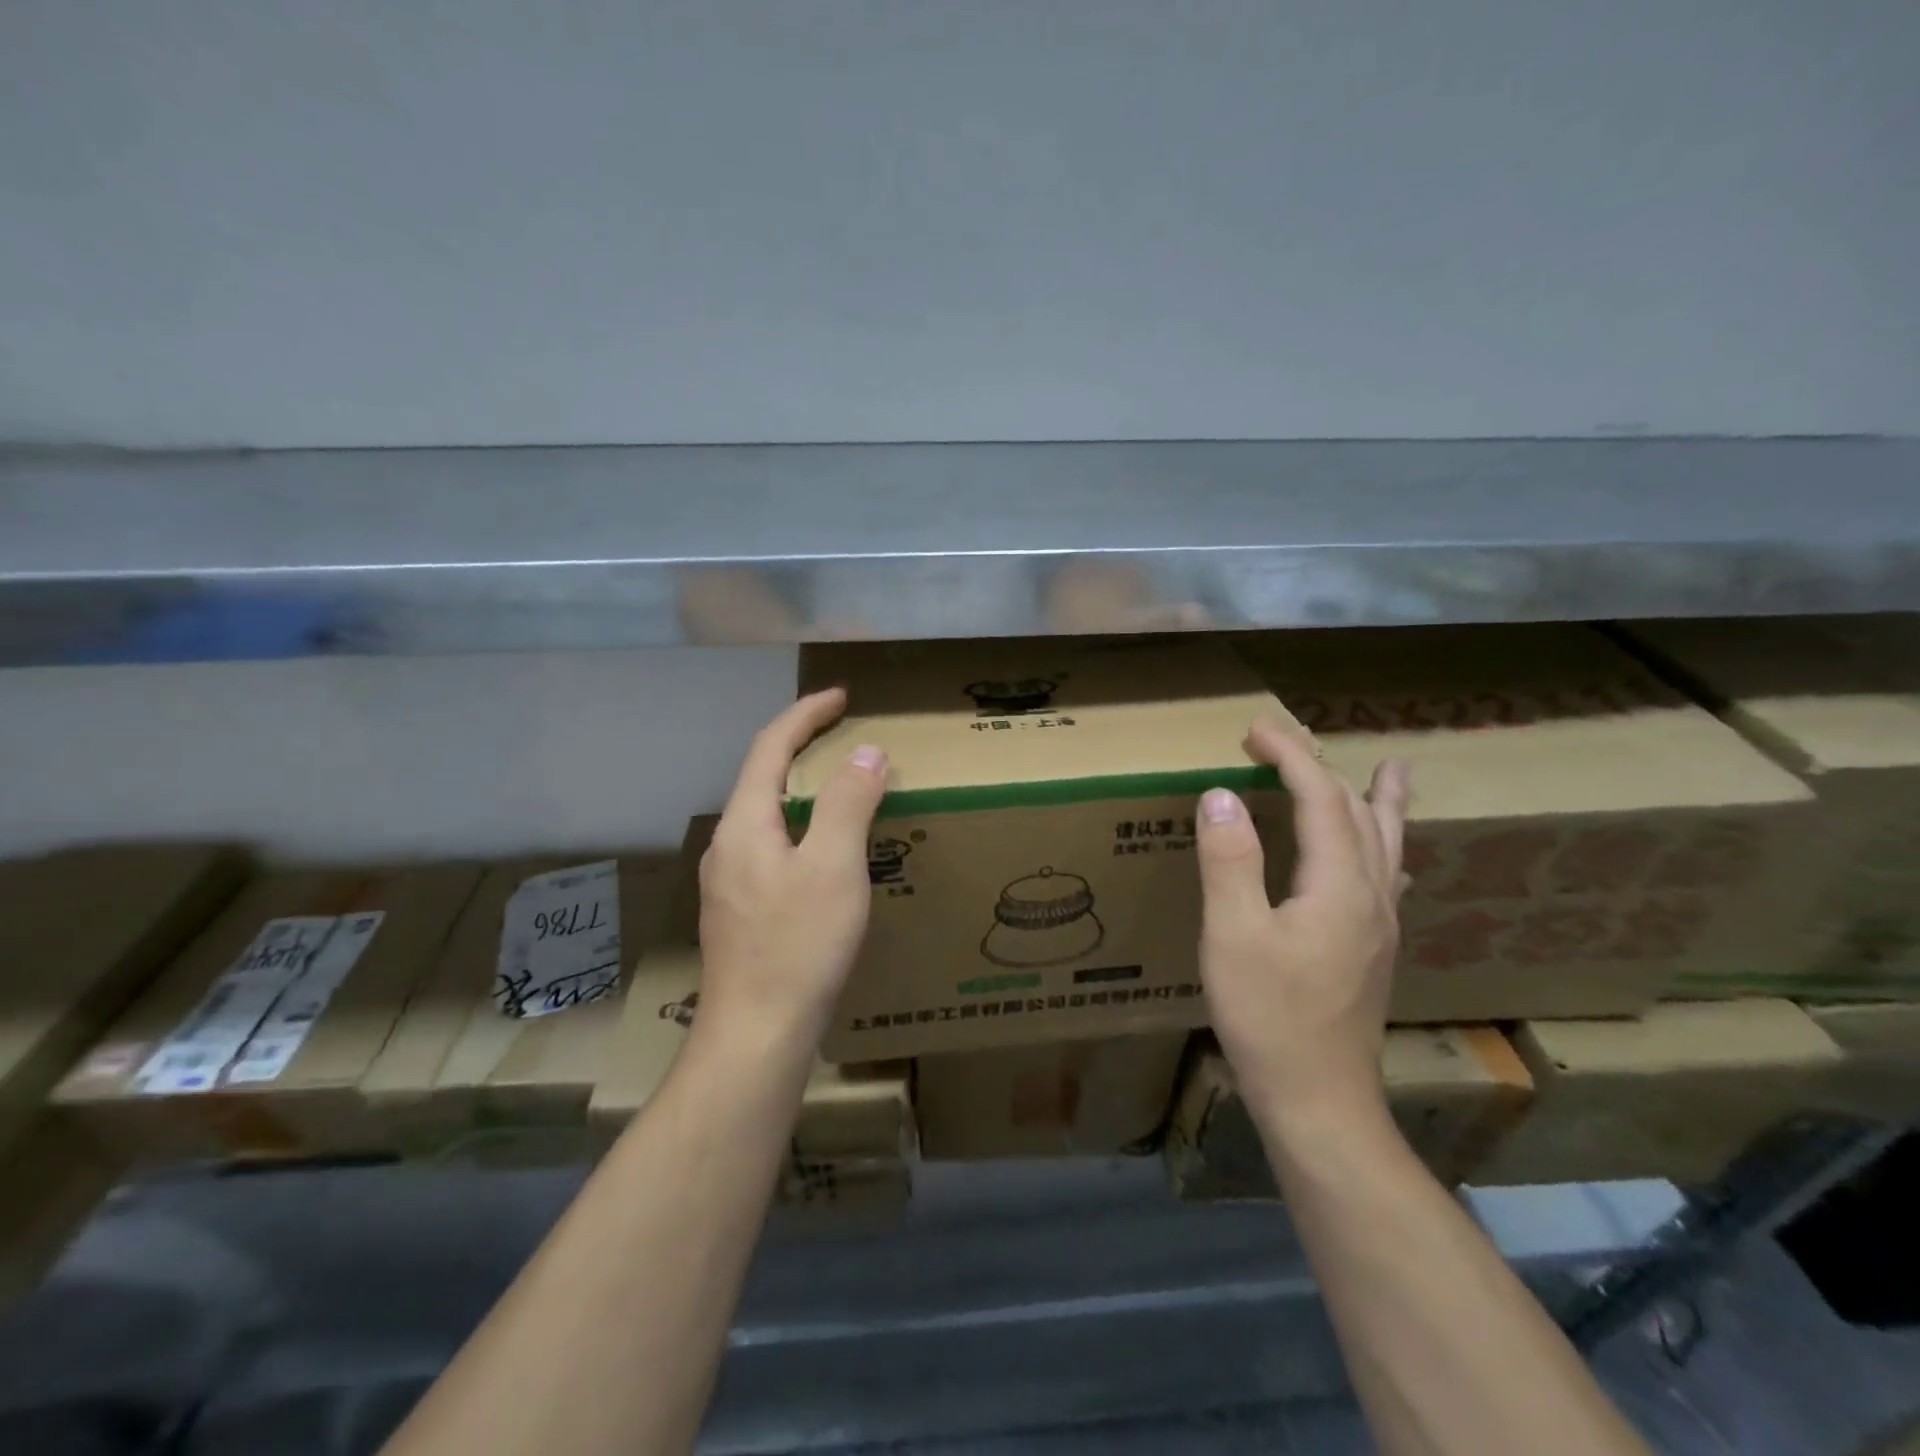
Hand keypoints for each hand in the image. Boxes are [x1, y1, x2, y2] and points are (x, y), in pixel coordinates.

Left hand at [697, 688, 887, 1047]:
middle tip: (844, 732)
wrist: (756, 1036)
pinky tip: (824, 850)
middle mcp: (727, 844)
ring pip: (766, 814)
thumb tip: (866, 751)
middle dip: (802, 745)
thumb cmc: (798, 946)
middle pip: (762, 776)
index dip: (805, 714)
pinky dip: (800, 825)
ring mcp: (728, 880)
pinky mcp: (740, 909)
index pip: (771, 747)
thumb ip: (849, 802)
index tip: (841, 696)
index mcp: (745, 823)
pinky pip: (770, 845)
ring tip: (841, 784)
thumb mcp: (834, 866)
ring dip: (801, 787)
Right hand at [1194, 718, 1410, 1129]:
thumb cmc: (1268, 1017)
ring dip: (1376, 800)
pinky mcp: (1373, 950)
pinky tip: (1383, 856)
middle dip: (1322, 767)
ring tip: (1390, 770)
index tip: (1255, 729)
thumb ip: (1229, 861)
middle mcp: (1371, 896)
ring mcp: (1379, 926)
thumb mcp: (1233, 935)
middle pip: (1358, 813)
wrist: (1319, 1101)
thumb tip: (1221, 794)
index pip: (1320, 798)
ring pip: (1385, 844)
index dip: (1290, 756)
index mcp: (1338, 886)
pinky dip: (1381, 844)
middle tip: (1288, 740)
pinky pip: (1385, 876)